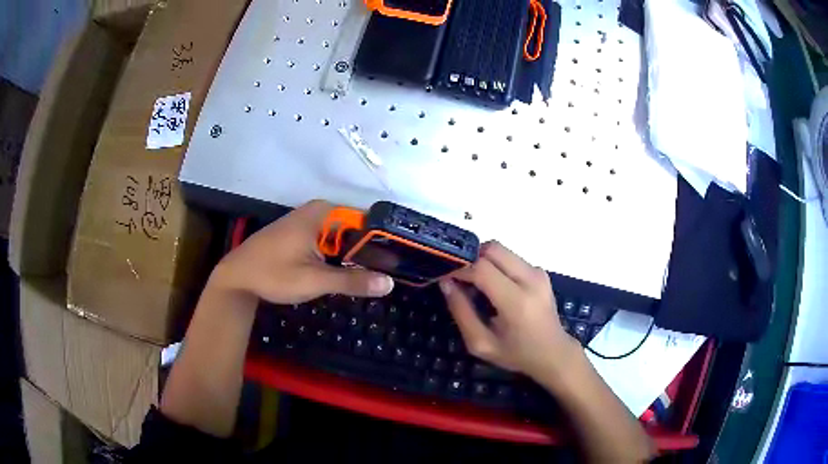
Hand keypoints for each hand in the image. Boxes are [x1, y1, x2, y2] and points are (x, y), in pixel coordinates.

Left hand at [211, 200, 393, 304]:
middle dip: (372, 250)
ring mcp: (309, 222)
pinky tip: (352, 272)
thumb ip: (352, 281)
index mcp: (323, 213)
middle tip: (393, 273)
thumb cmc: (273, 274)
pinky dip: (342, 255)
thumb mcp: (314, 280)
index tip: (401, 260)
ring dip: (358, 255)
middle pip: (356, 229)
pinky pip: (331, 241)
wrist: (237, 277)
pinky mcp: (302, 234)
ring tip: (380, 275)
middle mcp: (319, 212)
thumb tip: (390, 283)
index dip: (385, 240)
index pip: (367, 221)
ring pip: (344, 237)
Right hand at [440, 241, 578, 381]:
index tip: (444, 277)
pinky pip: (510, 258)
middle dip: (470, 258)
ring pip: (501, 250)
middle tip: (459, 277)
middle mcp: (530, 280)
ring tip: (474, 284)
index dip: (459, 268)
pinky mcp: (540, 271)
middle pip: (492, 249)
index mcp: (517, 302)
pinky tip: (493, 287)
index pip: (482, 268)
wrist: (554, 353)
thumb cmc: (516, 354)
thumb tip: (446, 283)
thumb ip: (461, 313)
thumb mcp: (481, 343)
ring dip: (482, 261)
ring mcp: (538, 272)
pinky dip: (495, 265)